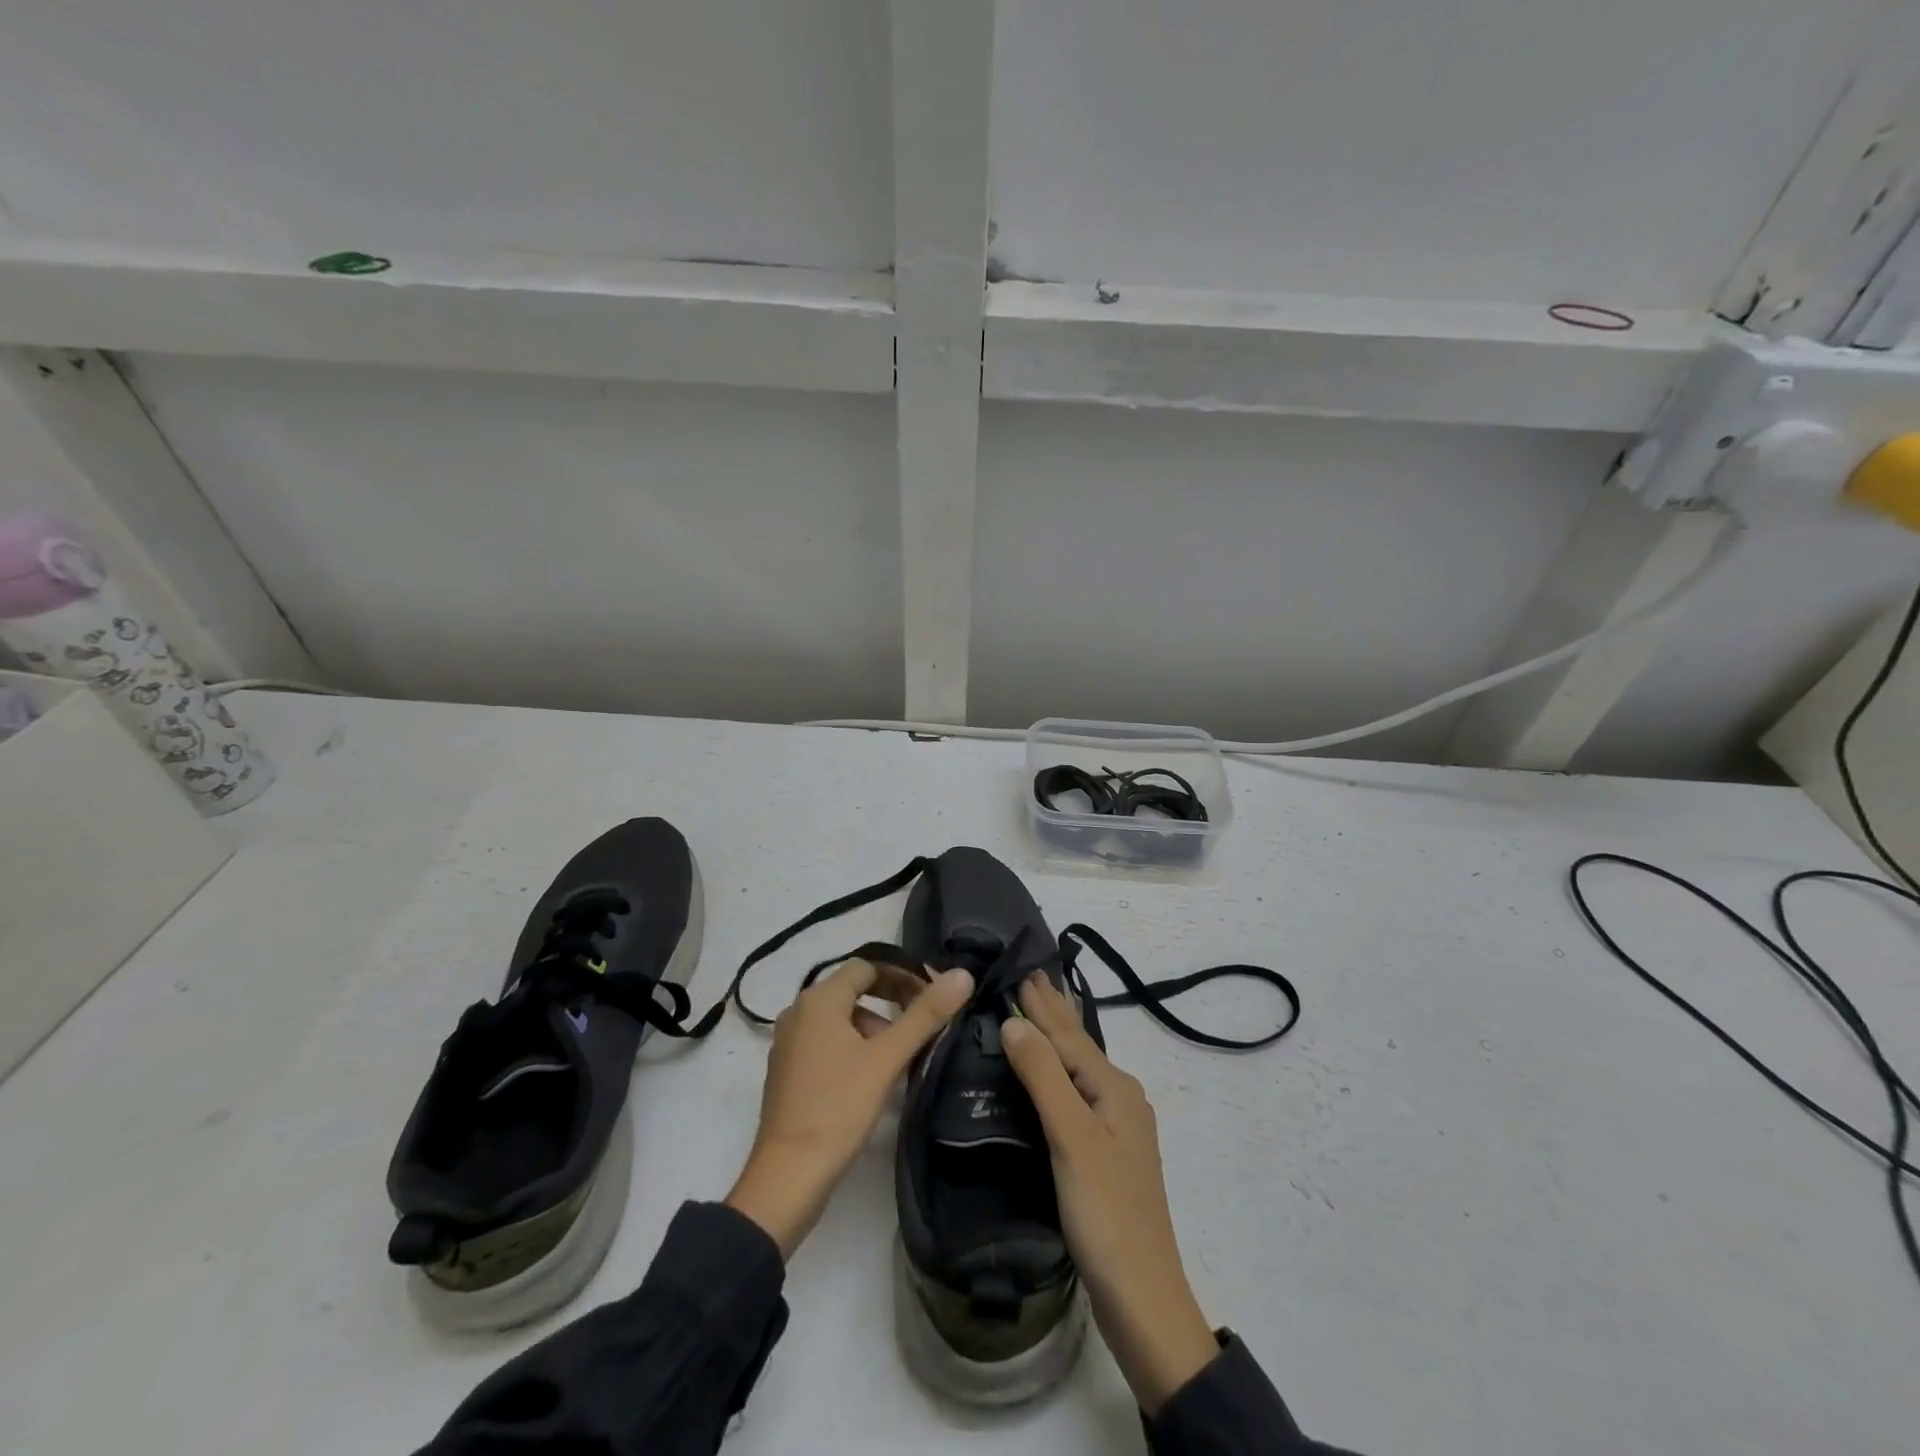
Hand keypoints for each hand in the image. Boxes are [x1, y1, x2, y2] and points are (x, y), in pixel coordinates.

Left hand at [726, 959, 972, 1258]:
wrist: (787, 1178)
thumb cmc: (838, 1108)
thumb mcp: (887, 1059)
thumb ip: (925, 1015)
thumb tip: (962, 975)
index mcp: (819, 1000)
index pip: (867, 966)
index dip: (902, 975)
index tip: (931, 996)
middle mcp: (798, 1012)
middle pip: (853, 990)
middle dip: (891, 1000)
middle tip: (923, 1022)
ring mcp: (788, 1043)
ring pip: (841, 1019)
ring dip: (874, 1027)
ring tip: (902, 1056)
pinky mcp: (788, 1072)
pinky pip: (827, 1042)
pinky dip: (853, 1047)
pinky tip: (873, 1078)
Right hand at [1000, 973, 1218, 1415]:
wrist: (1142, 1296)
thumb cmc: (1105, 1212)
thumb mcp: (1072, 1137)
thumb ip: (1044, 1076)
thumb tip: (1014, 1022)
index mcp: (1115, 1088)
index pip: (1068, 1034)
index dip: (1042, 1004)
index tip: (1020, 969)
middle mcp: (1120, 1098)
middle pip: (1079, 1044)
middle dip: (1053, 1010)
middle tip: (1030, 974)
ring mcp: (1117, 1127)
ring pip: (1079, 1067)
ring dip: (1056, 1036)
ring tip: (1038, 1009)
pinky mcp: (1107, 1152)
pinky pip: (1077, 1091)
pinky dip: (1058, 1069)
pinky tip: (1052, 1073)